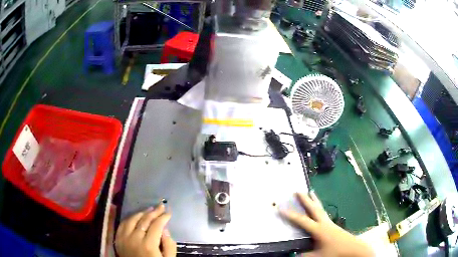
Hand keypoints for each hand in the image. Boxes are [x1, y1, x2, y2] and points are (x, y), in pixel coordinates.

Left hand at [115, 204, 176, 256]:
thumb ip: (169, 246)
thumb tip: (165, 230)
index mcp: (148, 245)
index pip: (156, 225)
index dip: (163, 217)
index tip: (168, 212)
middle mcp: (134, 238)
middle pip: (144, 220)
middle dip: (154, 212)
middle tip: (161, 206)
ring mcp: (124, 238)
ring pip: (132, 219)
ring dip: (141, 213)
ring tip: (149, 210)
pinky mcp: (118, 239)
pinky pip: (122, 224)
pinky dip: (129, 218)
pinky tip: (135, 217)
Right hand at [280, 191, 374, 256]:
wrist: (353, 248)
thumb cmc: (335, 252)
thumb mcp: (318, 256)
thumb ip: (304, 255)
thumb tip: (293, 254)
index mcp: (318, 229)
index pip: (302, 221)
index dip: (290, 215)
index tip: (281, 208)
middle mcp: (324, 223)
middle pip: (313, 209)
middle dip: (305, 200)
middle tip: (298, 191)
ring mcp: (330, 223)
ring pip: (320, 209)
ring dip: (314, 200)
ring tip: (311, 192)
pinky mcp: (333, 225)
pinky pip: (324, 213)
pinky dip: (319, 208)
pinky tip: (320, 210)